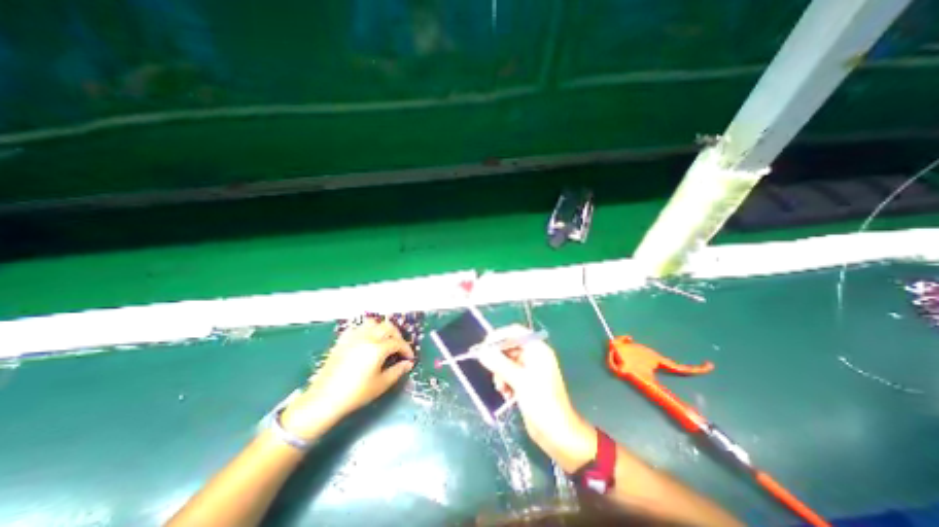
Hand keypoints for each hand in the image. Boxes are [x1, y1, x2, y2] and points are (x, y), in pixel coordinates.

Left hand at [276, 319, 411, 438]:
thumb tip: (408, 364)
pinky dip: (366, 330)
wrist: (324, 399)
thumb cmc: (355, 394)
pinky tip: (367, 341)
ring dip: (382, 329)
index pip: (398, 342)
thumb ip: (397, 371)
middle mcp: (367, 337)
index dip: (406, 349)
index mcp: (377, 348)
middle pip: (387, 327)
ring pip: (372, 323)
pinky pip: (357, 328)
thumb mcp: (381, 384)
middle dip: (397, 335)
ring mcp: (353, 337)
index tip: (409, 358)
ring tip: (384, 340)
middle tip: (399, 347)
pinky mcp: (342, 341)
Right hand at [480, 323, 596, 469]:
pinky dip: (505, 381)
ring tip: (502, 388)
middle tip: (490, 371)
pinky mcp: (526, 381)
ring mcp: (530, 369)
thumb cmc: (542, 402)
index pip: (515, 332)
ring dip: (500, 372)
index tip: (484, 346)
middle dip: (498, 359)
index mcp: (537, 350)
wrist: (557, 433)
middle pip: (509, 347)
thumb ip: (499, 364)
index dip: (499, 336)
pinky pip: (510, 374)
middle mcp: (534, 356)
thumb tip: (482, 352)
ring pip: (507, 362)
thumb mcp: (519, 381)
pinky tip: (507, 394)